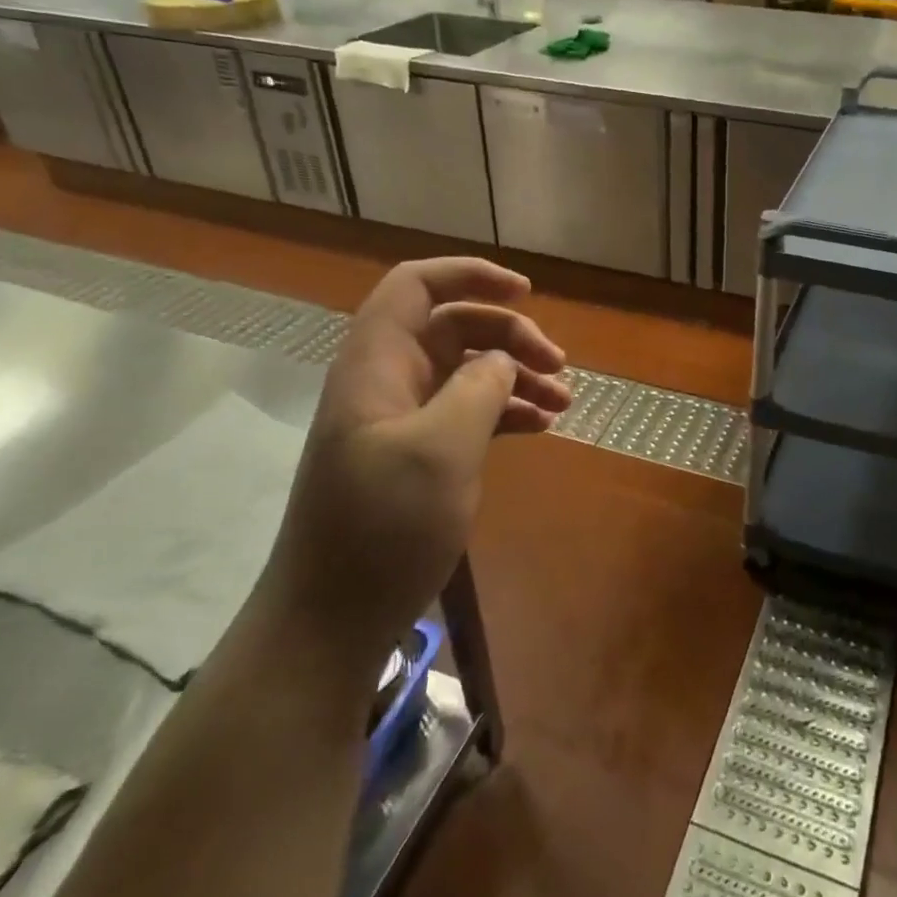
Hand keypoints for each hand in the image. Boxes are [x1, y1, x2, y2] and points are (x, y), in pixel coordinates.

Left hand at [263, 258, 569, 668]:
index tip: (527, 292)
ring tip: (564, 401)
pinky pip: (467, 411)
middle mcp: (388, 380)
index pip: (416, 285)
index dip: (470, 275)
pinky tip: (541, 426)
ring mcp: (402, 419)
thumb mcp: (441, 450)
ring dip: (516, 375)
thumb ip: (478, 388)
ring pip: (466, 370)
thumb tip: (501, 362)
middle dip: (511, 335)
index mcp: (376, 363)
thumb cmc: (382, 527)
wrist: (332, 620)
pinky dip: (505, 410)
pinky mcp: (416, 454)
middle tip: (560, 366)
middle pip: (454, 326)